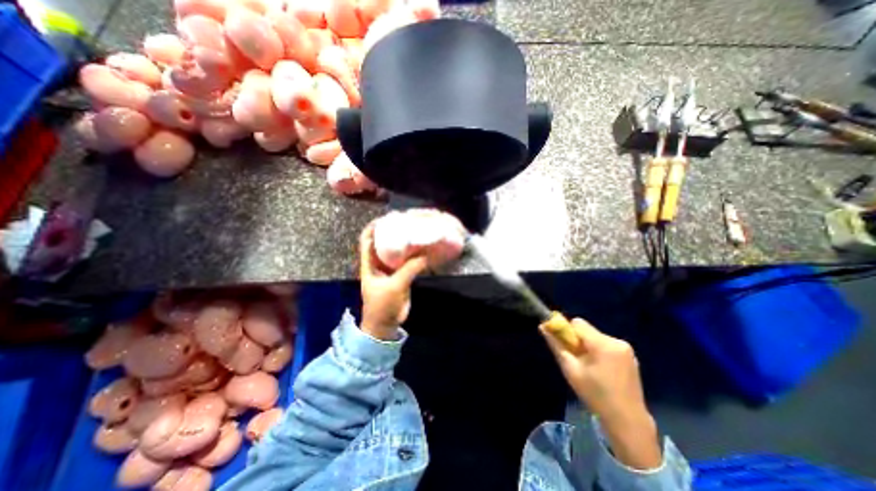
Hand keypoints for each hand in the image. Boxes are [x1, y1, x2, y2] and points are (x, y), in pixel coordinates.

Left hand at [357, 223, 428, 340]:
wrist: (385, 325)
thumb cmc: (382, 306)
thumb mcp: (394, 286)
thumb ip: (409, 270)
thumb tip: (426, 255)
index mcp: (369, 263)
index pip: (367, 239)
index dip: (374, 226)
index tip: (387, 217)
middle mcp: (378, 262)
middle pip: (383, 242)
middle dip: (393, 231)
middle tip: (407, 222)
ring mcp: (390, 269)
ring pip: (397, 252)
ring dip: (405, 243)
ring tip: (417, 232)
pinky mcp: (401, 275)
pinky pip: (407, 262)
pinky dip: (414, 255)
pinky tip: (424, 250)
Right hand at [541, 316, 664, 469]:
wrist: (628, 421)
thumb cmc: (595, 395)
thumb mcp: (570, 369)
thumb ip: (556, 345)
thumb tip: (542, 326)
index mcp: (602, 344)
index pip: (577, 323)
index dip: (568, 332)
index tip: (566, 347)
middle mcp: (616, 341)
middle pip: (587, 330)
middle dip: (578, 341)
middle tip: (578, 361)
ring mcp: (627, 349)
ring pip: (596, 337)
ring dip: (589, 346)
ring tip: (590, 368)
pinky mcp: (631, 356)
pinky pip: (607, 345)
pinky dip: (600, 352)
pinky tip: (602, 371)